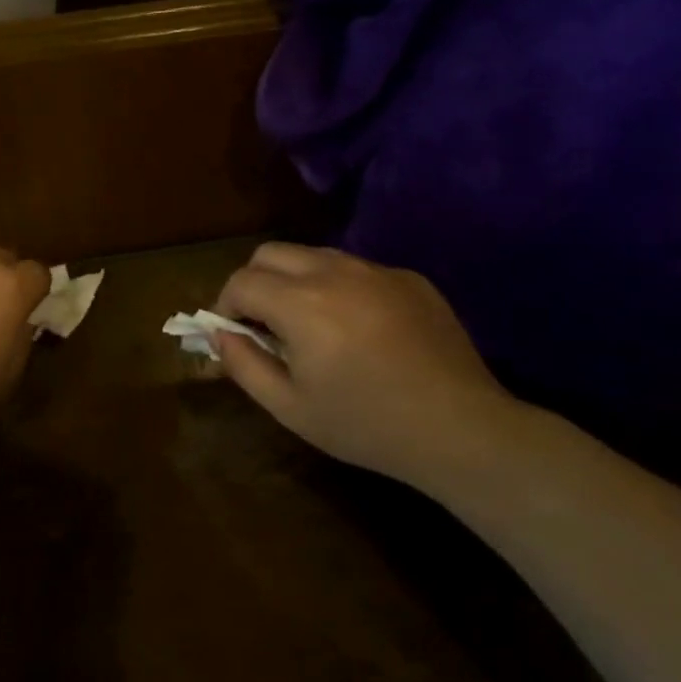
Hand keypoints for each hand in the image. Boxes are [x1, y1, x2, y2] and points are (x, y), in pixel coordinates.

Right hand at [211, 243, 521, 487]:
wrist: (459, 428)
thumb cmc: (366, 424)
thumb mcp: (290, 407)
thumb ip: (244, 365)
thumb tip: (221, 334)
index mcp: (301, 303)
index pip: (242, 282)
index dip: (225, 305)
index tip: (232, 333)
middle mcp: (335, 272)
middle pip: (272, 253)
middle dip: (254, 282)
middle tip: (263, 323)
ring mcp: (377, 270)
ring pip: (315, 255)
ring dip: (296, 280)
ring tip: (310, 325)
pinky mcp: (410, 278)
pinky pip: (358, 269)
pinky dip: (340, 287)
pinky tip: (360, 329)